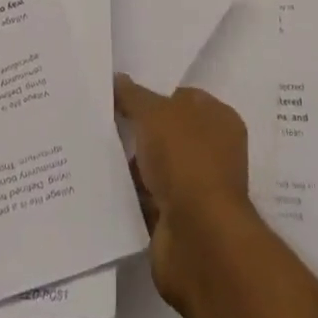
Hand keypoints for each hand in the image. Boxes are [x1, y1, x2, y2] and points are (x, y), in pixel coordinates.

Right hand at [113, 75, 256, 305]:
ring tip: (98, 152)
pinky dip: (132, 193)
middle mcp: (214, 153)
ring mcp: (198, 189)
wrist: (197, 238)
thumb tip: (117, 79)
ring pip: (158, 167)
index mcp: (220, 120)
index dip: (155, 94)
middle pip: (169, 133)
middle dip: (141, 130)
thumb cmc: (185, 160)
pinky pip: (149, 198)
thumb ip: (133, 95)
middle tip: (105, 122)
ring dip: (135, 164)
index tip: (122, 96)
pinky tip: (106, 184)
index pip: (183, 97)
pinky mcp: (180, 221)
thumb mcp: (153, 113)